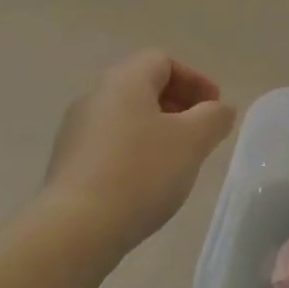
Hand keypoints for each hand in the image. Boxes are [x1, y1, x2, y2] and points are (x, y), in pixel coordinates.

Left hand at [43, 51, 236, 251]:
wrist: (78, 226)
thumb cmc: (141, 173)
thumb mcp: (192, 141)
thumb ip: (214, 117)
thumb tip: (219, 109)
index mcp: (124, 81)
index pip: (163, 61)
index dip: (195, 80)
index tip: (215, 109)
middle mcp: (95, 96)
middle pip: (142, 87)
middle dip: (178, 105)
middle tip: (201, 133)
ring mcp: (76, 129)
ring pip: (126, 116)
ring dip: (157, 130)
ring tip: (178, 160)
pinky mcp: (69, 161)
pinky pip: (110, 143)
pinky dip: (136, 151)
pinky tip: (148, 181)